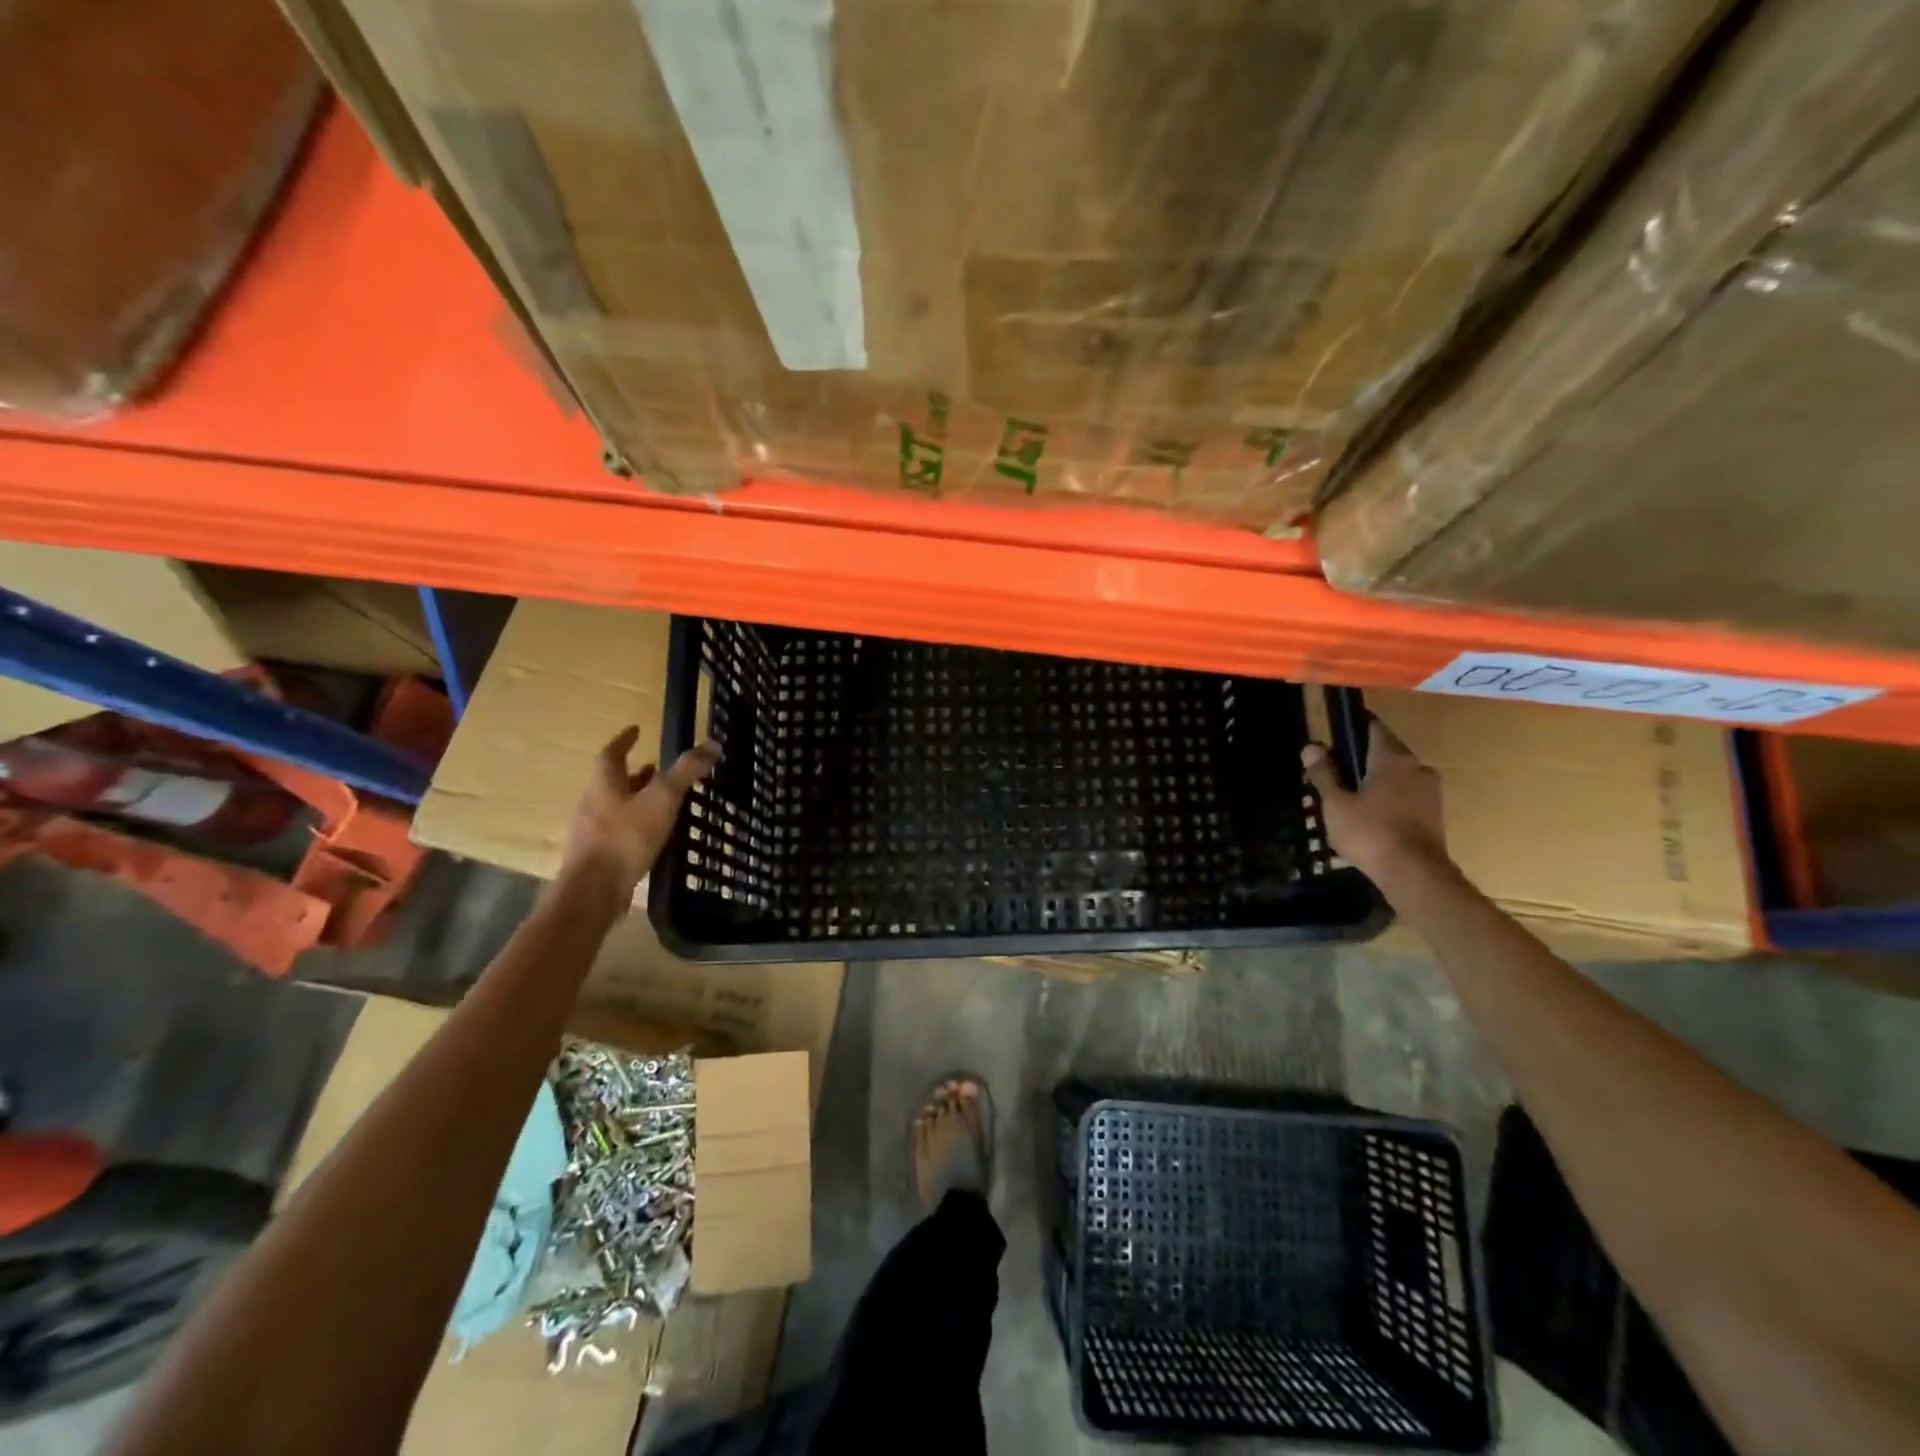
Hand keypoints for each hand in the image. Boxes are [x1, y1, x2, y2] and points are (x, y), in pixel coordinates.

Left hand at [561, 727, 720, 902]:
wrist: (593, 892)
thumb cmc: (626, 838)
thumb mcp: (662, 799)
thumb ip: (685, 772)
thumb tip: (712, 744)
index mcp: (604, 784)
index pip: (612, 753)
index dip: (625, 740)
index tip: (636, 730)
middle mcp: (593, 804)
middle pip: (613, 782)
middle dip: (635, 773)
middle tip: (657, 768)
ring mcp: (592, 832)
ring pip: (616, 807)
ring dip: (637, 800)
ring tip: (662, 802)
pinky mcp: (598, 857)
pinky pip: (618, 832)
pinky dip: (636, 826)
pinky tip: (654, 836)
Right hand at [1301, 719, 1447, 885]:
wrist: (1415, 874)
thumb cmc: (1370, 832)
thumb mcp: (1336, 803)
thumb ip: (1324, 773)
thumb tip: (1311, 746)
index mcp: (1392, 757)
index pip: (1373, 726)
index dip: (1352, 727)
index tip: (1334, 735)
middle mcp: (1417, 766)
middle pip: (1385, 751)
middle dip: (1361, 758)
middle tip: (1336, 773)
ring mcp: (1431, 790)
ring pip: (1398, 775)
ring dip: (1377, 780)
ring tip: (1351, 798)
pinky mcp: (1436, 813)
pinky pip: (1408, 795)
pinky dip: (1390, 799)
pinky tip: (1372, 817)